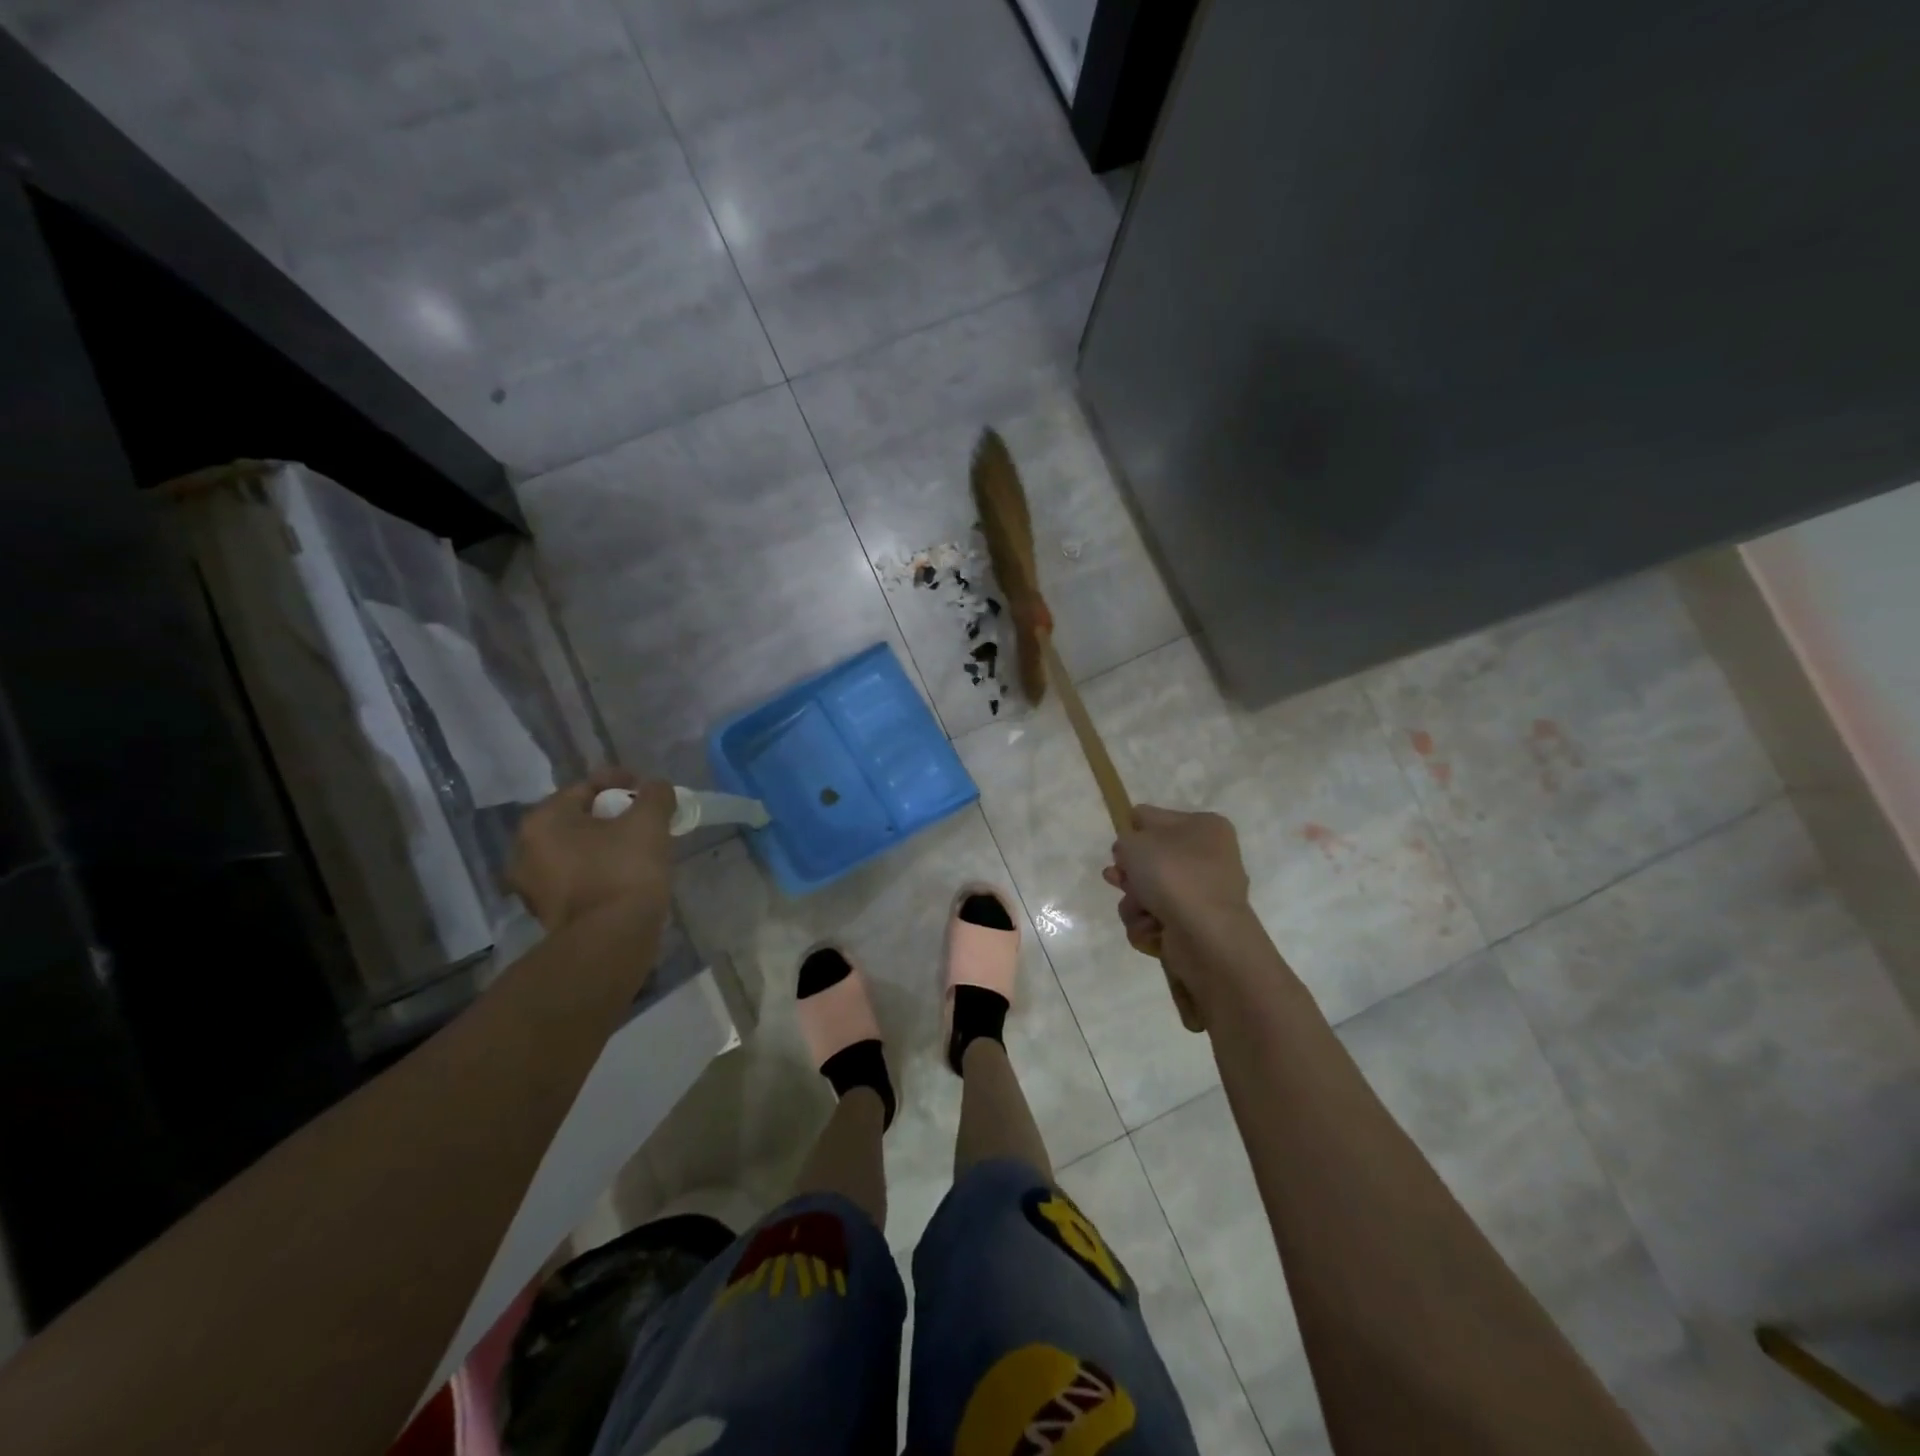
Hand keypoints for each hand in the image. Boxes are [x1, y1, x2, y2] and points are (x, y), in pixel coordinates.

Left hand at [509, 770, 675, 929]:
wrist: (612, 939)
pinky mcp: (548, 913)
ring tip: (640, 847)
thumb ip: (655, 795)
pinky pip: (578, 877)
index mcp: (543, 821)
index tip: (649, 792)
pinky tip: (626, 874)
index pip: (586, 787)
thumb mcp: (649, 822)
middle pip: (579, 819)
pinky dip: (600, 869)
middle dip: (613, 815)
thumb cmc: (625, 870)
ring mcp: (533, 885)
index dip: (622, 783)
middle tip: (645, 820)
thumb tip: (656, 788)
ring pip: (577, 850)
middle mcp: (525, 850)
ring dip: (606, 844)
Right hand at [1102, 805, 1251, 945]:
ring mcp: (1202, 894)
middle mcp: (1208, 858)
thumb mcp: (1136, 842)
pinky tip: (1151, 927)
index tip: (1119, 849)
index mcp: (1204, 827)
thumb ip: (1125, 839)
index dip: (1131, 832)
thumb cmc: (1173, 875)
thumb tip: (1130, 854)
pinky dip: (1147, 923)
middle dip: (1129, 873)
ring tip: (1140, 910)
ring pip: (1149, 891)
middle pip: (1151, 859)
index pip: (1154, 818)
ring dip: (1134, 901)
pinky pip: (1157, 917)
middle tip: (1117, 879)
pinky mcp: (1194, 926)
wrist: (1206, 935)